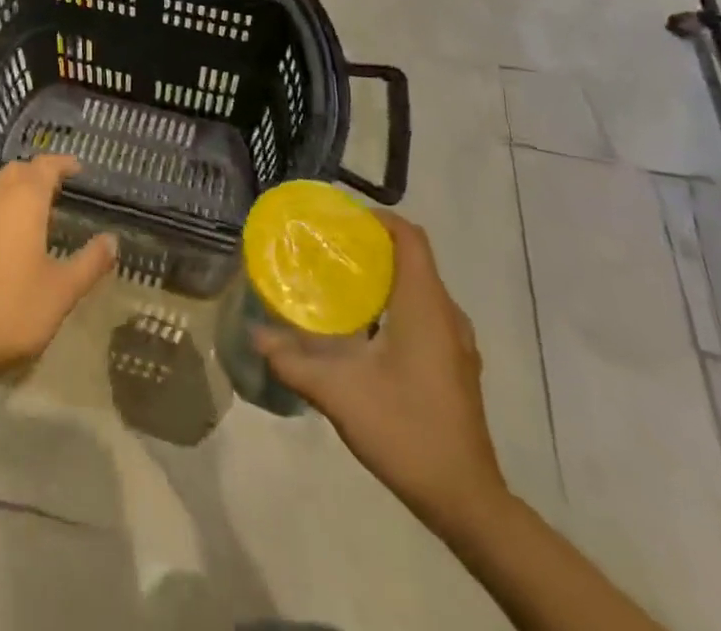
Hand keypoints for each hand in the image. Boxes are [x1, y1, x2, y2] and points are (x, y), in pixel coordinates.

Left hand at [0, 155, 115, 392]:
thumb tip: (112, 240)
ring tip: (22, 218)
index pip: (45, 165)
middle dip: (34, 177)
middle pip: (14, 173)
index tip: (76, 169)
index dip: (62, 164)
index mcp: (21, 201)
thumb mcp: (61, 293)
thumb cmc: (10, 314)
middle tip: (52, 194)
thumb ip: (90, 262)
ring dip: (7, 196)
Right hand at [255, 209, 506, 534]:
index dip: (375, 218)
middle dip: (369, 246)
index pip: (408, 236)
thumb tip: (254, 334)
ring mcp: (456, 342)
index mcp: (425, 306)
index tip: (337, 221)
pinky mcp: (454, 364)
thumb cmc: (406, 431)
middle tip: (325, 249)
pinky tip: (362, 328)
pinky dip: (393, 303)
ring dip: (381, 276)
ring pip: (418, 286)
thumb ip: (293, 360)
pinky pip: (424, 312)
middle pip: (411, 257)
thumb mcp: (339, 393)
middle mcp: (447, 315)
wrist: (467, 502)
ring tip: (336, 283)